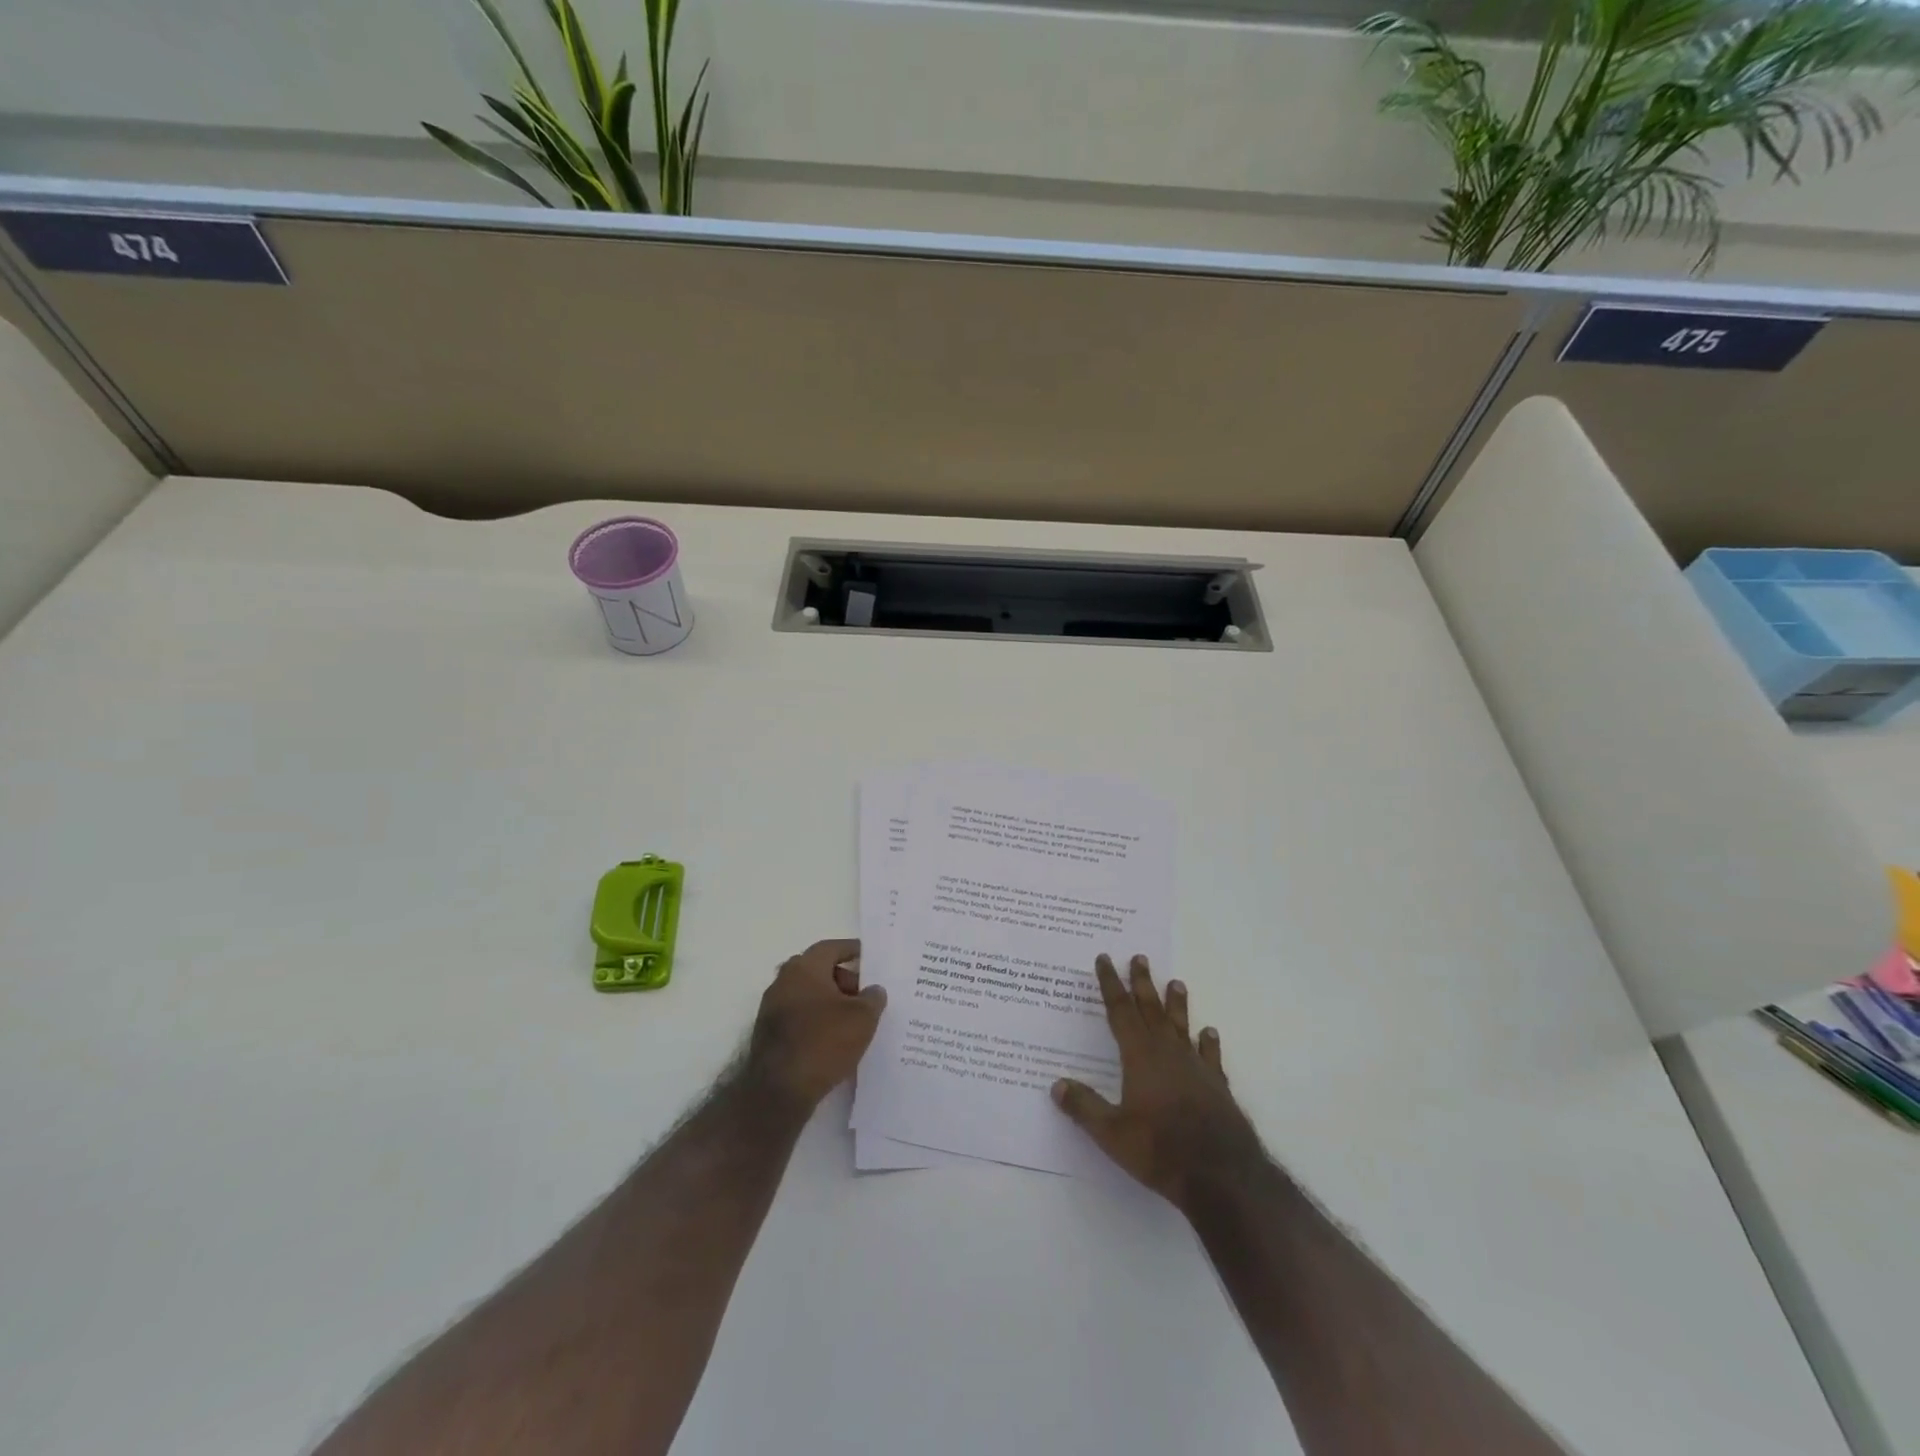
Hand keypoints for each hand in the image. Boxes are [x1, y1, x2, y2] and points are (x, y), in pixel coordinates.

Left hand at [745, 938, 886, 1110]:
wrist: (779, 1090)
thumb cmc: (824, 1042)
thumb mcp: (862, 1018)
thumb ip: (873, 998)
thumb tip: (874, 990)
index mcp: (804, 968)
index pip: (831, 948)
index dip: (852, 950)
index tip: (868, 956)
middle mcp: (783, 981)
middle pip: (817, 970)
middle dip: (842, 978)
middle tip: (864, 994)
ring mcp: (771, 1007)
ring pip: (807, 993)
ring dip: (829, 1000)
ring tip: (853, 1019)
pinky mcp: (767, 1033)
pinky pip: (798, 1014)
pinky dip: (816, 1018)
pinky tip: (833, 1037)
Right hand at [1051, 954, 1261, 1211]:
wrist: (1221, 1174)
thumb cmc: (1160, 1149)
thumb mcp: (1112, 1133)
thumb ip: (1084, 1107)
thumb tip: (1056, 1085)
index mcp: (1140, 1056)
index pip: (1120, 1011)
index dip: (1110, 984)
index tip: (1105, 959)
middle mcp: (1168, 1052)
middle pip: (1151, 1009)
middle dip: (1142, 983)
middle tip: (1139, 957)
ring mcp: (1196, 1067)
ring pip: (1182, 1026)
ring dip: (1177, 1004)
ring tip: (1176, 982)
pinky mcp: (1216, 1086)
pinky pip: (1210, 1056)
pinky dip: (1208, 1043)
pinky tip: (1209, 1033)